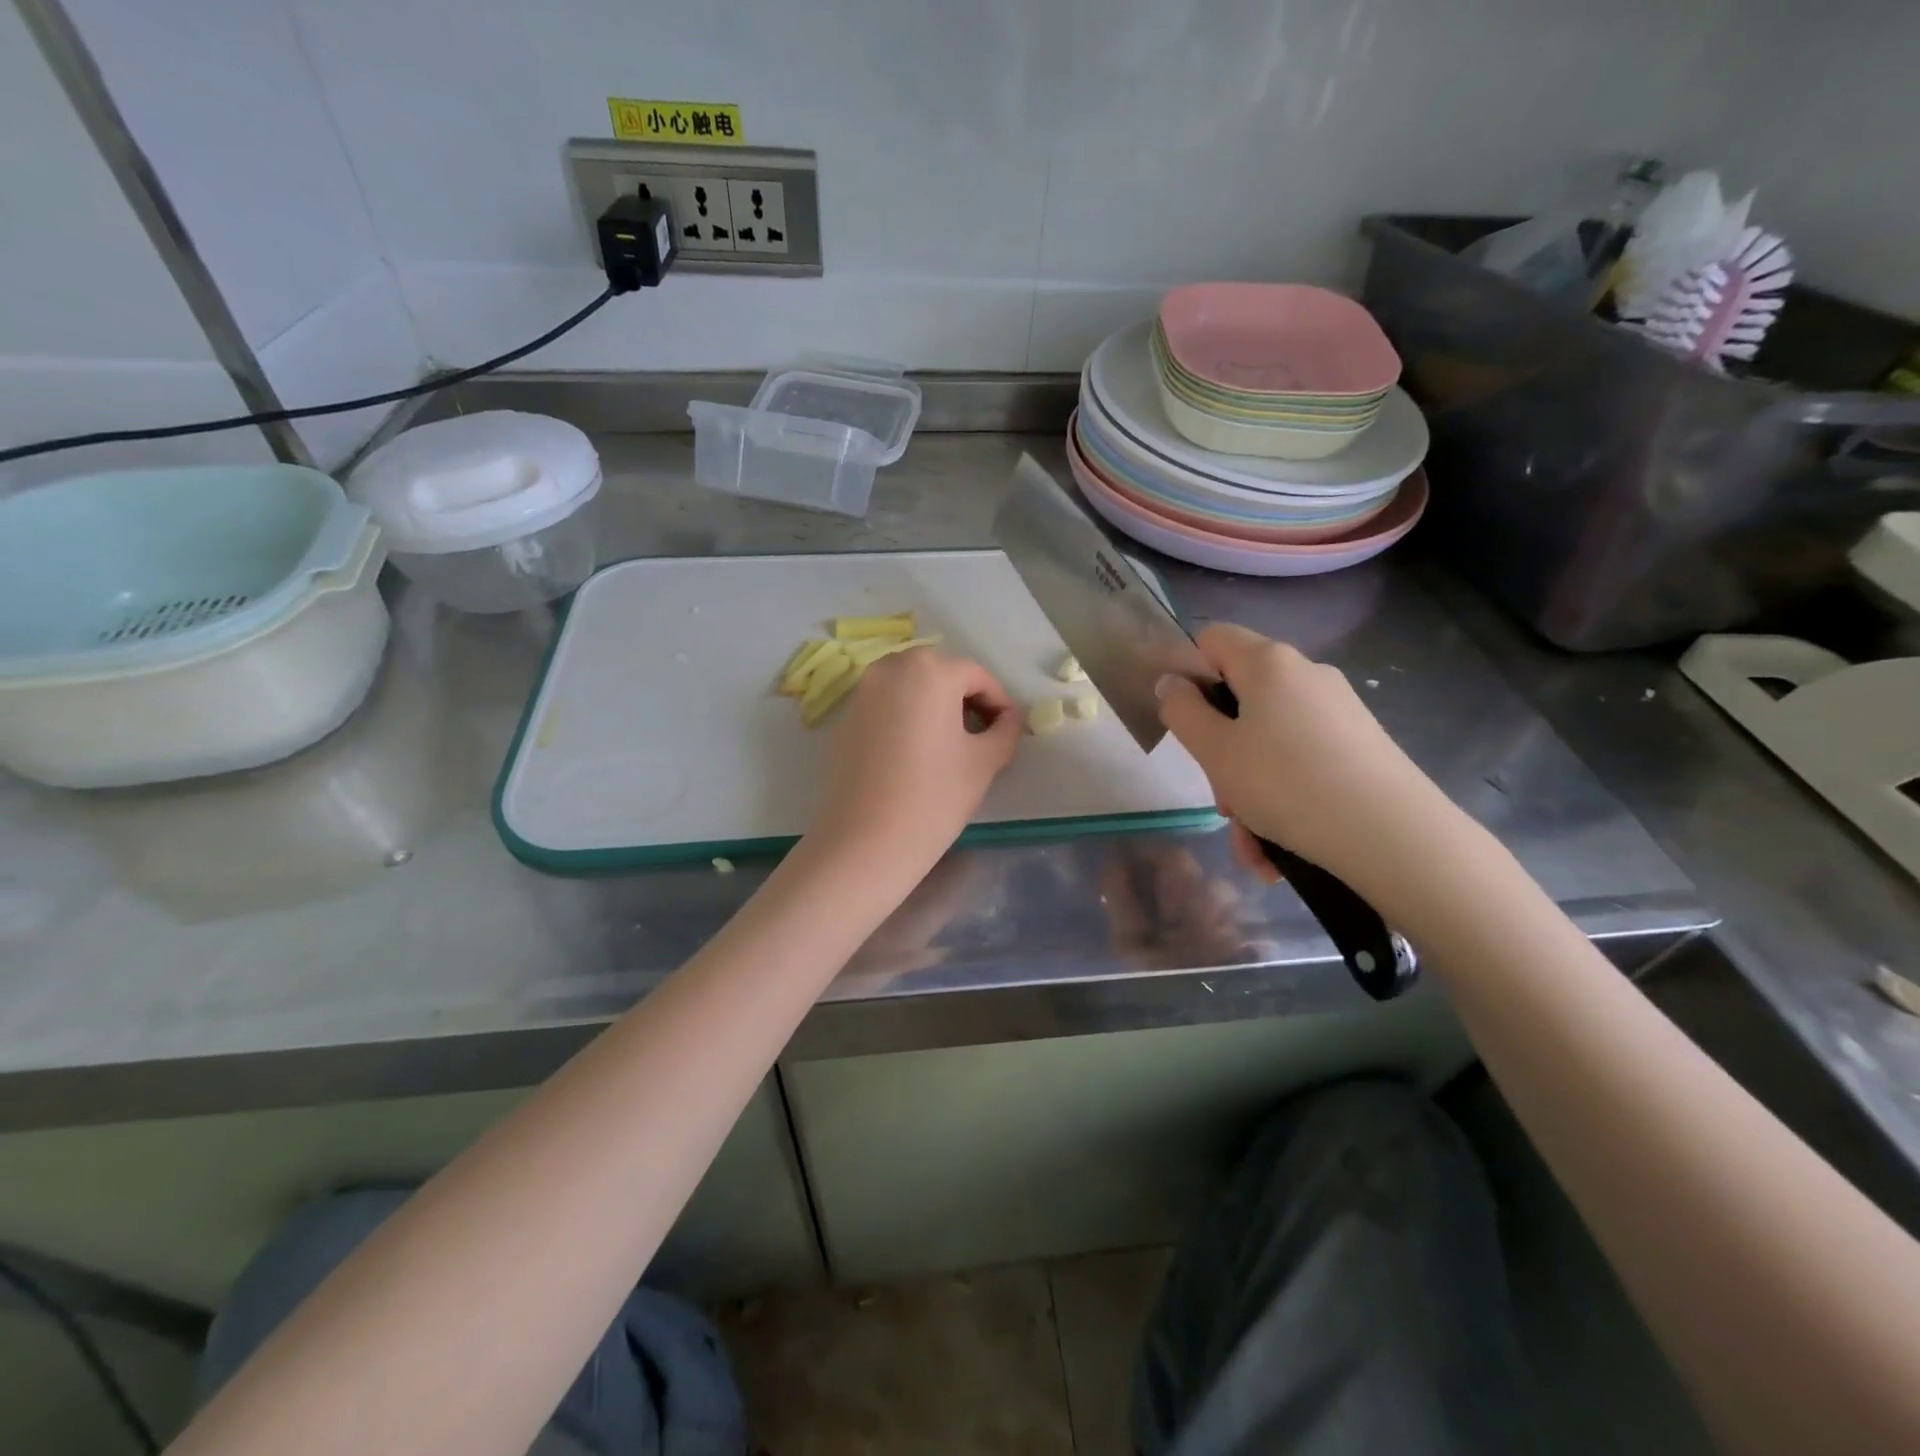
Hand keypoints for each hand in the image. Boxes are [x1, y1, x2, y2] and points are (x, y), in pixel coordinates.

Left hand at [804, 647, 1021, 877]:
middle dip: (966, 699)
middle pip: (942, 674)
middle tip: (982, 735)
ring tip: (950, 743)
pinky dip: (907, 716)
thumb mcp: (985, 761)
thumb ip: (1005, 730)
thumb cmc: (934, 796)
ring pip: (911, 686)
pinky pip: (887, 704)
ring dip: (935, 705)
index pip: (978, 676)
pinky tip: (916, 751)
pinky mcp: (845, 716)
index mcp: (930, 670)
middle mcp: (891, 667)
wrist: (866, 840)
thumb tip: (1008, 719)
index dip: (1000, 702)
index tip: (1009, 731)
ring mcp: (863, 691)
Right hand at [1155, 624, 1461, 894]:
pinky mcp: (1360, 746)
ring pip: (1269, 743)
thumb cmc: (1288, 784)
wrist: (1394, 836)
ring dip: (1250, 791)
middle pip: (1242, 698)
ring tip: (1251, 843)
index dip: (1189, 672)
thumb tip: (1171, 683)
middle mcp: (1307, 675)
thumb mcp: (1215, 751)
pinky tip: (1277, 850)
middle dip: (1222, 752)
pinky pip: (1302, 764)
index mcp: (1269, 663)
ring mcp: (1338, 711)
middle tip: (1223, 800)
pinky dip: (1283, 800)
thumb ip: (1182, 711)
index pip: (1213, 639)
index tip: (1187, 723)